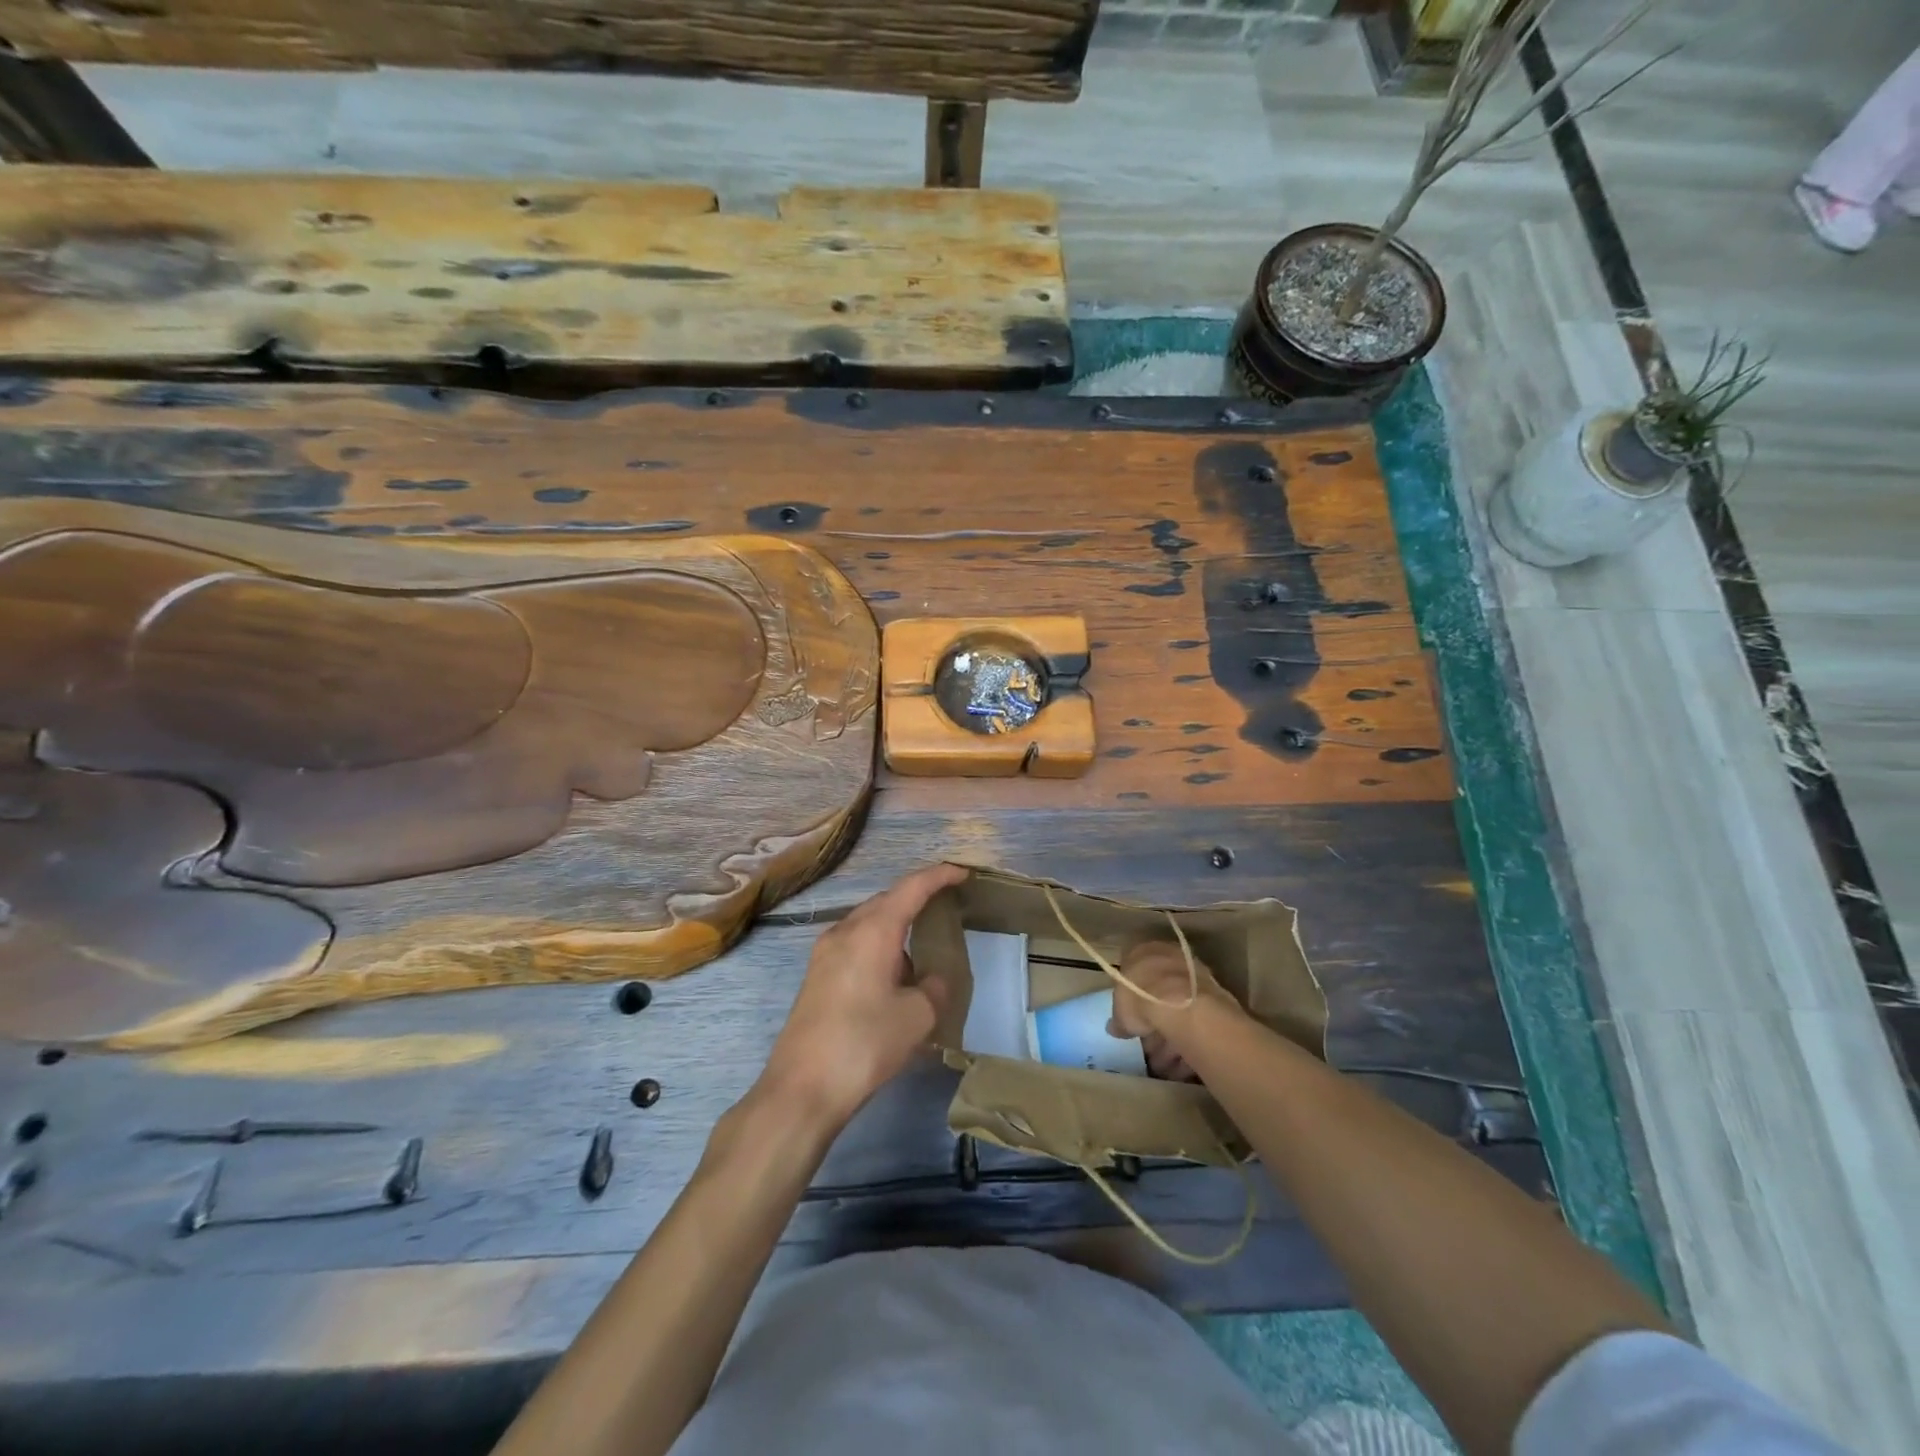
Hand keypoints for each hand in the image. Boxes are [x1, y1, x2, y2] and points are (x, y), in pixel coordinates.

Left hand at [757, 863, 969, 1131]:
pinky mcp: (817, 976)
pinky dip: (878, 946)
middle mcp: (845, 931)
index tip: (962, 873)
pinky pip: (855, 944)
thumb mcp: (917, 1017)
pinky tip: (892, 977)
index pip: (911, 887)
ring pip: (868, 923)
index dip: (939, 876)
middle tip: (944, 906)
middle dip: (916, 898)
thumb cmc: (864, 1044)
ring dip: (896, 926)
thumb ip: (934, 989)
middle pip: (886, 900)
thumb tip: (933, 980)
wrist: (801, 1088)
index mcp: (872, 930)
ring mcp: (825, 953)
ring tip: (921, 949)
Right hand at [1107, 939, 1241, 1080]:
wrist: (1182, 1003)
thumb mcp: (1120, 1012)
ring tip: (1165, 1064)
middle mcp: (1169, 955)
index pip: (1134, 971)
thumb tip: (1115, 1028)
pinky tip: (1183, 1061)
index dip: (1132, 999)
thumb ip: (1119, 1019)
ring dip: (1172, 1035)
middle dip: (1155, 1020)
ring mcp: (1193, 972)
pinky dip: (1189, 1038)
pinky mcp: (1215, 993)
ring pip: (1180, 1006)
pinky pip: (1196, 1018)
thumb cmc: (1140, 997)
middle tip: (1148, 1046)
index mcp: (1142, 951)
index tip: (1131, 1019)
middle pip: (1159, 990)